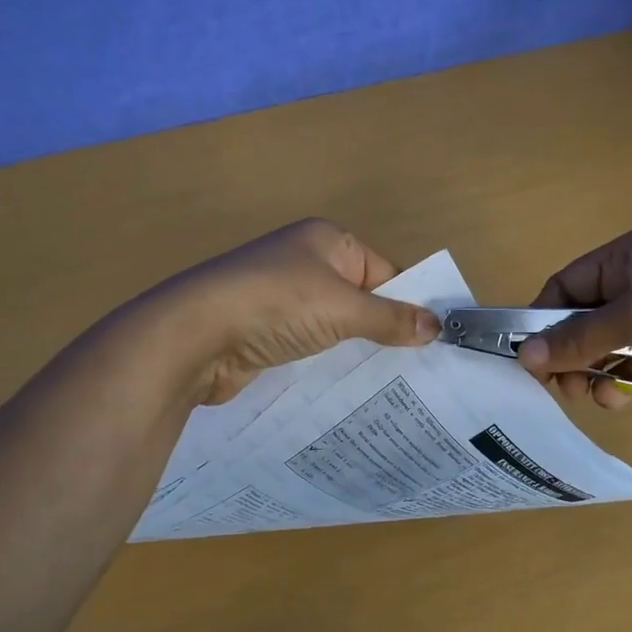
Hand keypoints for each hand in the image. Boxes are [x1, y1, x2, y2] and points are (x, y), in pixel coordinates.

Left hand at [129, 219, 440, 405]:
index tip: (433, 343)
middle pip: (361, 299)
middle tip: (419, 371)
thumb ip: (390, 319)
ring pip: (335, 326)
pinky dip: (327, 364)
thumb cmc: (275, 304)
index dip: (408, 304)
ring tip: (392, 387)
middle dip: (385, 332)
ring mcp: (282, 298)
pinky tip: (348, 390)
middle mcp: (305, 263)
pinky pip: (310, 346)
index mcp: (327, 241)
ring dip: (355, 351)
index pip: (385, 271)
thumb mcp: (342, 308)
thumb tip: (437, 327)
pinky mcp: (266, 332)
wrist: (195, 335)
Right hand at [516, 226, 631, 410]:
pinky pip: (626, 367)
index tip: (526, 358)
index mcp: (630, 256)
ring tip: (591, 396)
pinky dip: (615, 383)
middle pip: (579, 319)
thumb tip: (523, 357)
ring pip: (600, 348)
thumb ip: (581, 336)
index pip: (566, 284)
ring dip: (588, 372)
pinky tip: (620, 399)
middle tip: (559, 387)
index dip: (541, 319)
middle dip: (565, 352)